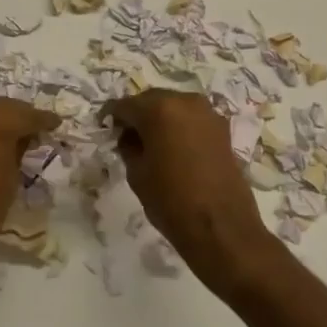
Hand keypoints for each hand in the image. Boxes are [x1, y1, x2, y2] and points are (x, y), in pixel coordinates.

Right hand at [103, 90, 283, 296]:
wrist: (220, 226)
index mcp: (159, 109)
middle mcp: (185, 102)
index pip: (126, 104)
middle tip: (125, 134)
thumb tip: (129, 136)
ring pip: (174, 107)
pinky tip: (172, 146)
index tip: (103, 125)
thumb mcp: (137, 173)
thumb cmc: (170, 200)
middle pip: (152, 100)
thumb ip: (128, 146)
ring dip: (160, 119)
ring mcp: (208, 113)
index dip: (112, 115)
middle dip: (137, 114)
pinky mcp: (222, 129)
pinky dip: (179, 127)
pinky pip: (192, 119)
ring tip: (149, 142)